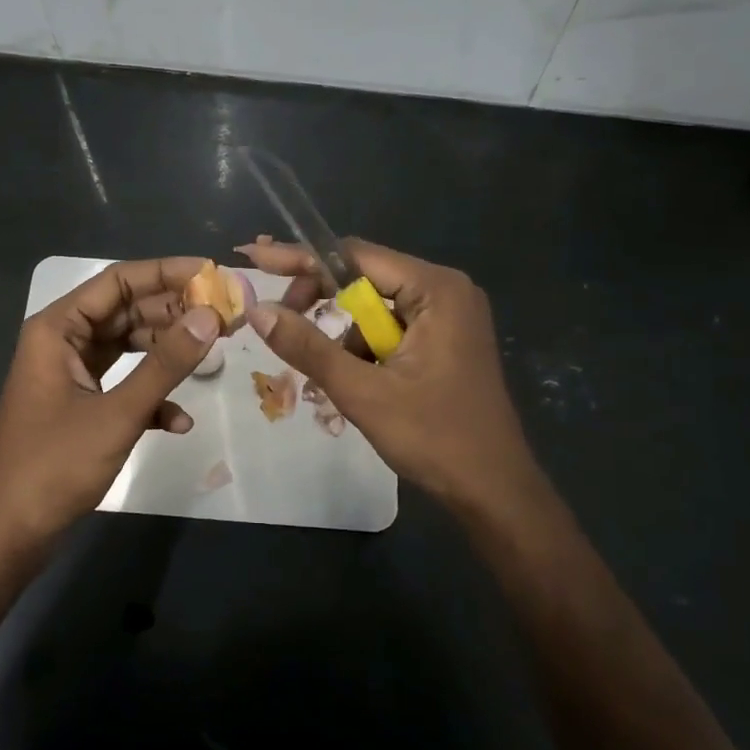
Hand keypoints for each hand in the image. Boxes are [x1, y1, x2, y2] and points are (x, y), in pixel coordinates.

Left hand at [0, 257, 221, 539]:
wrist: (10, 533)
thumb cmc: (55, 465)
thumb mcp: (117, 413)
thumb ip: (165, 364)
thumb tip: (211, 317)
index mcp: (58, 329)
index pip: (117, 281)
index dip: (166, 272)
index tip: (211, 273)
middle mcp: (62, 342)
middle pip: (125, 311)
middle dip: (174, 314)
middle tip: (223, 316)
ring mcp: (70, 375)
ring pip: (127, 348)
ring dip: (166, 354)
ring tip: (214, 355)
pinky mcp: (79, 405)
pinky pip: (121, 385)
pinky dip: (150, 397)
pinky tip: (179, 421)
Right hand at [238, 237, 539, 520]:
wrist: (494, 492)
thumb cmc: (435, 438)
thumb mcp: (363, 392)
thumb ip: (308, 346)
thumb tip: (257, 310)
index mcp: (435, 289)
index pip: (354, 257)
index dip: (301, 260)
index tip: (256, 259)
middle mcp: (444, 290)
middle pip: (363, 278)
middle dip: (318, 300)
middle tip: (278, 322)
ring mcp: (447, 316)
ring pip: (371, 308)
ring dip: (340, 334)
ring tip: (323, 370)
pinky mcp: (443, 340)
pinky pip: (387, 329)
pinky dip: (361, 349)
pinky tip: (349, 378)